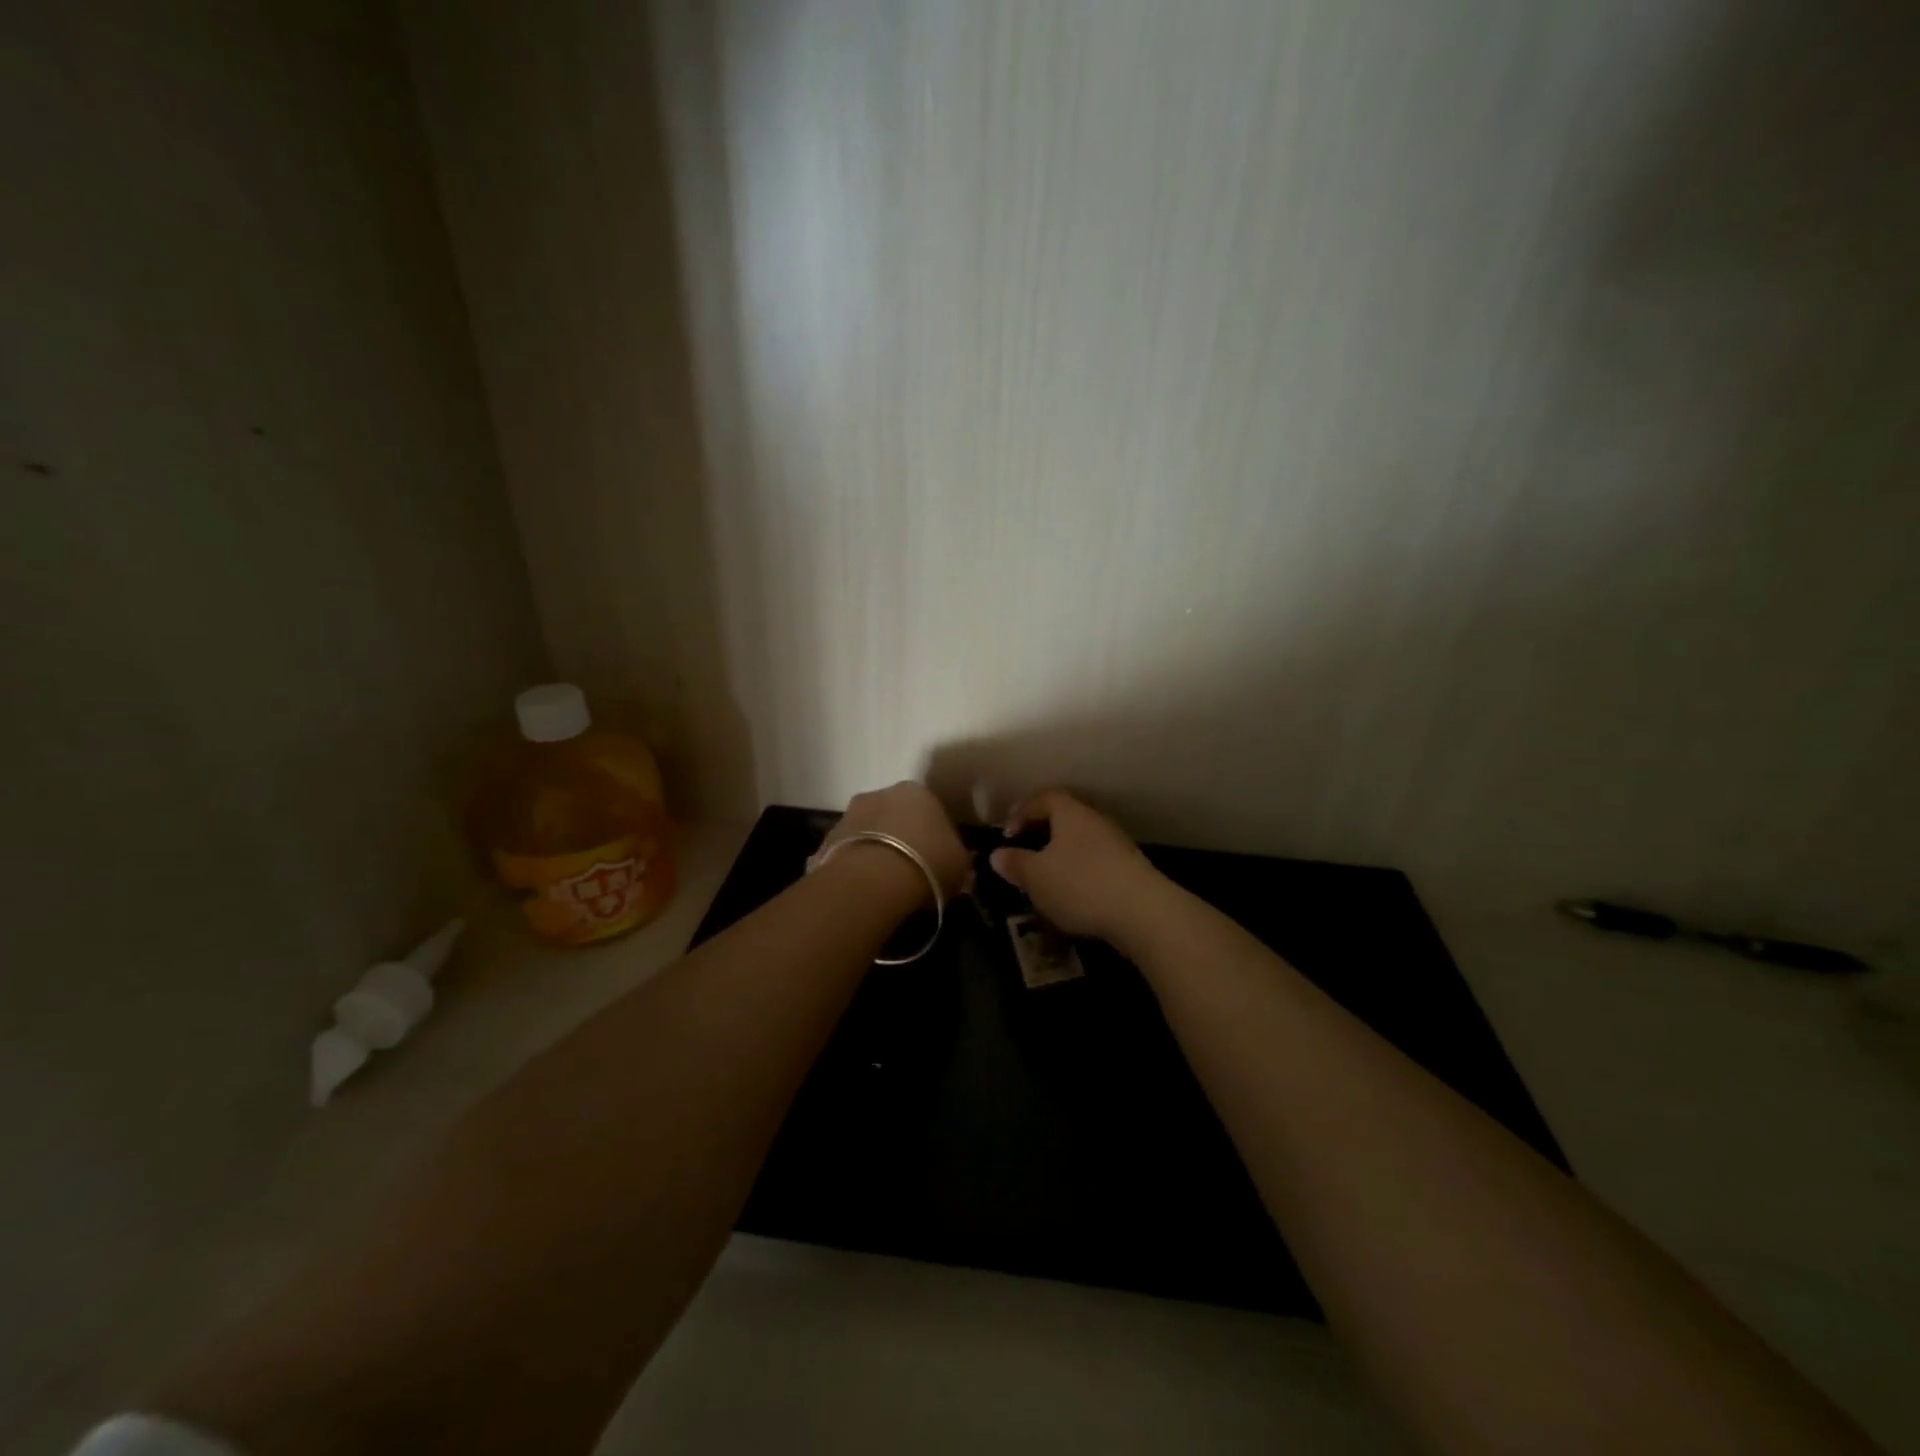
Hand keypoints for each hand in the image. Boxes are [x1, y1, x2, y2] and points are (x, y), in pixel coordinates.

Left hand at [817, 781, 971, 903]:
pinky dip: (858, 864)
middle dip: (903, 838)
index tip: (938, 860)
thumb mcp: (960, 866)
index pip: (932, 811)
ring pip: (871, 831)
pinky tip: (866, 887)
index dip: (936, 837)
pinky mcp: (828, 837)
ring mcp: (850, 813)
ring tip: (886, 883)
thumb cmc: (927, 863)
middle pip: (897, 816)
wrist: (872, 879)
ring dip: (878, 849)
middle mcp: (882, 793)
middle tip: (912, 869)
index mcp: (919, 792)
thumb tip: (956, 862)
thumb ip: (959, 858)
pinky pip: (851, 850)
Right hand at [989, 790, 1164, 943]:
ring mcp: (1118, 843)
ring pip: (1083, 841)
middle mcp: (1096, 820)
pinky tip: (1075, 895)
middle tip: (1026, 853)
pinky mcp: (1132, 868)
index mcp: (1071, 813)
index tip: (1007, 834)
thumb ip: (1015, 864)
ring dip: (1064, 855)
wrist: (1143, 912)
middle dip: (1044, 833)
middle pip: (1066, 817)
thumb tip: (997, 854)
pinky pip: (1098, 862)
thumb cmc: (1080, 885)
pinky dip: (1082, 872)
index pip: (1043, 798)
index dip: (1022, 812)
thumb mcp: (1036, 877)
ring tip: (1047, 878)